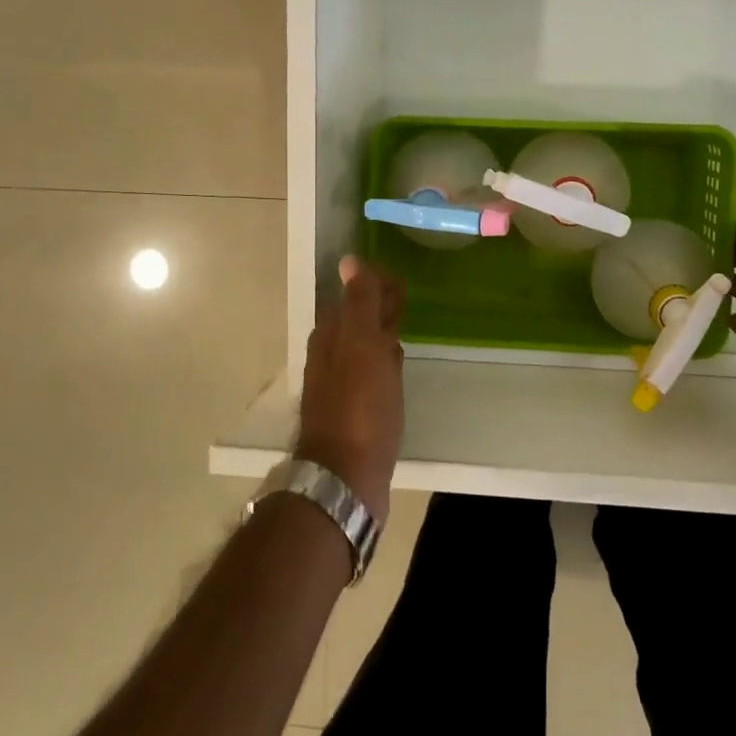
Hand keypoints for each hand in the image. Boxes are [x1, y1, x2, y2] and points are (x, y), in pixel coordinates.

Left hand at [295, 256, 405, 521]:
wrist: (347, 475)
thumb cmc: (359, 406)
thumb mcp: (362, 345)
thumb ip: (359, 303)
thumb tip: (349, 261)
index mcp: (331, 337)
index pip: (352, 296)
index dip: (374, 284)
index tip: (399, 277)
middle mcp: (330, 357)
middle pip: (356, 320)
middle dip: (377, 305)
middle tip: (405, 295)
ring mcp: (340, 385)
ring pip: (362, 346)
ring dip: (380, 332)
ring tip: (402, 324)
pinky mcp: (354, 410)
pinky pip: (370, 373)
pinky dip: (383, 360)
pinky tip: (396, 364)